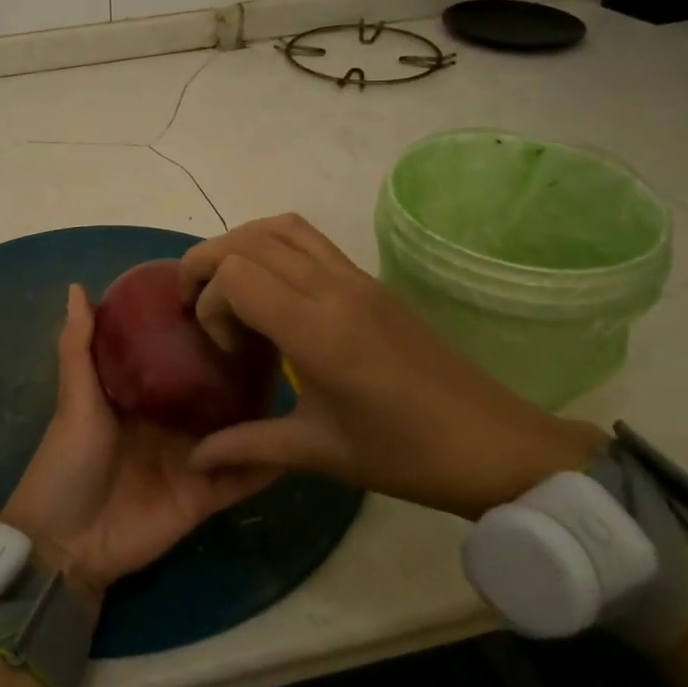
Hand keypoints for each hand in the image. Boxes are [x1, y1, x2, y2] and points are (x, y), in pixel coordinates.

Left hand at [2, 285, 279, 606]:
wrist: (66, 543)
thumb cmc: (67, 463)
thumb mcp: (74, 400)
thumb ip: (79, 348)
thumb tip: (76, 287)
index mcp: (140, 398)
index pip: (176, 358)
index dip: (199, 334)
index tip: (232, 301)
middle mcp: (170, 424)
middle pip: (212, 394)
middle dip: (240, 371)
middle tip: (280, 338)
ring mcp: (191, 460)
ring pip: (234, 432)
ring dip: (261, 415)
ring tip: (300, 382)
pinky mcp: (205, 496)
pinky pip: (240, 478)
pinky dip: (266, 465)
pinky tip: (299, 443)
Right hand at [179, 215, 602, 519]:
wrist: (493, 444)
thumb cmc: (405, 456)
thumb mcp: (319, 453)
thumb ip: (248, 445)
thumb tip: (194, 459)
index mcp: (320, 333)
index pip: (238, 275)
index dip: (211, 303)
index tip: (225, 348)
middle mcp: (335, 290)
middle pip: (249, 240)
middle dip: (207, 263)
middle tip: (196, 304)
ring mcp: (356, 278)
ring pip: (280, 227)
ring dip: (239, 244)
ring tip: (225, 286)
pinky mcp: (370, 280)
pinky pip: (308, 238)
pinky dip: (271, 244)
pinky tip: (269, 288)